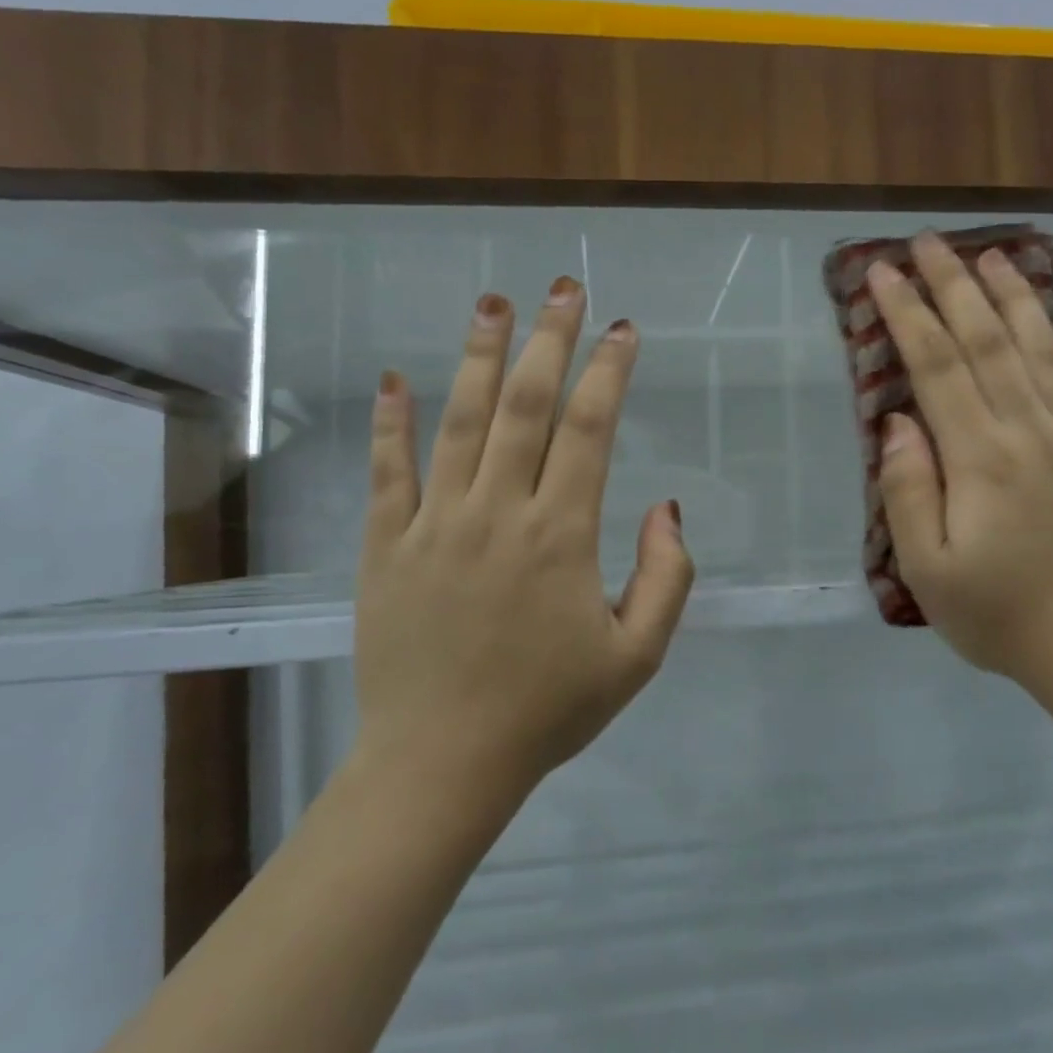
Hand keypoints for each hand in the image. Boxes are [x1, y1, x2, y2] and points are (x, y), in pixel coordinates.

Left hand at [352, 277, 693, 791]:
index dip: (609, 372)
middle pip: (525, 405)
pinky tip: (393, 377)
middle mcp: (499, 513)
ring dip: (476, 356)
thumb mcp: (636, 657)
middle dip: (548, 340)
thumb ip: (666, 577)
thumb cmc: (547, 711)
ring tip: (491, 303)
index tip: (623, 330)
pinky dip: (391, 422)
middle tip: (563, 288)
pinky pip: (388, 472)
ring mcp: (435, 525)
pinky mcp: (386, 547)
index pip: (590, 430)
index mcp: (562, 536)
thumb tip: (666, 506)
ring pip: (458, 421)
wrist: (442, 764)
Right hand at [868, 232, 1052, 699]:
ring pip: (1047, 352)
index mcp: (981, 457)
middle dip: (955, 285)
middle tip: (931, 243)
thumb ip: (907, 489)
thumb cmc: (998, 615)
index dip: (908, 313)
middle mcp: (1033, 431)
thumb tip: (898, 422)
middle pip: (989, 342)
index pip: (937, 365)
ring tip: (996, 258)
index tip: (884, 273)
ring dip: (1018, 301)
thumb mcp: (926, 568)